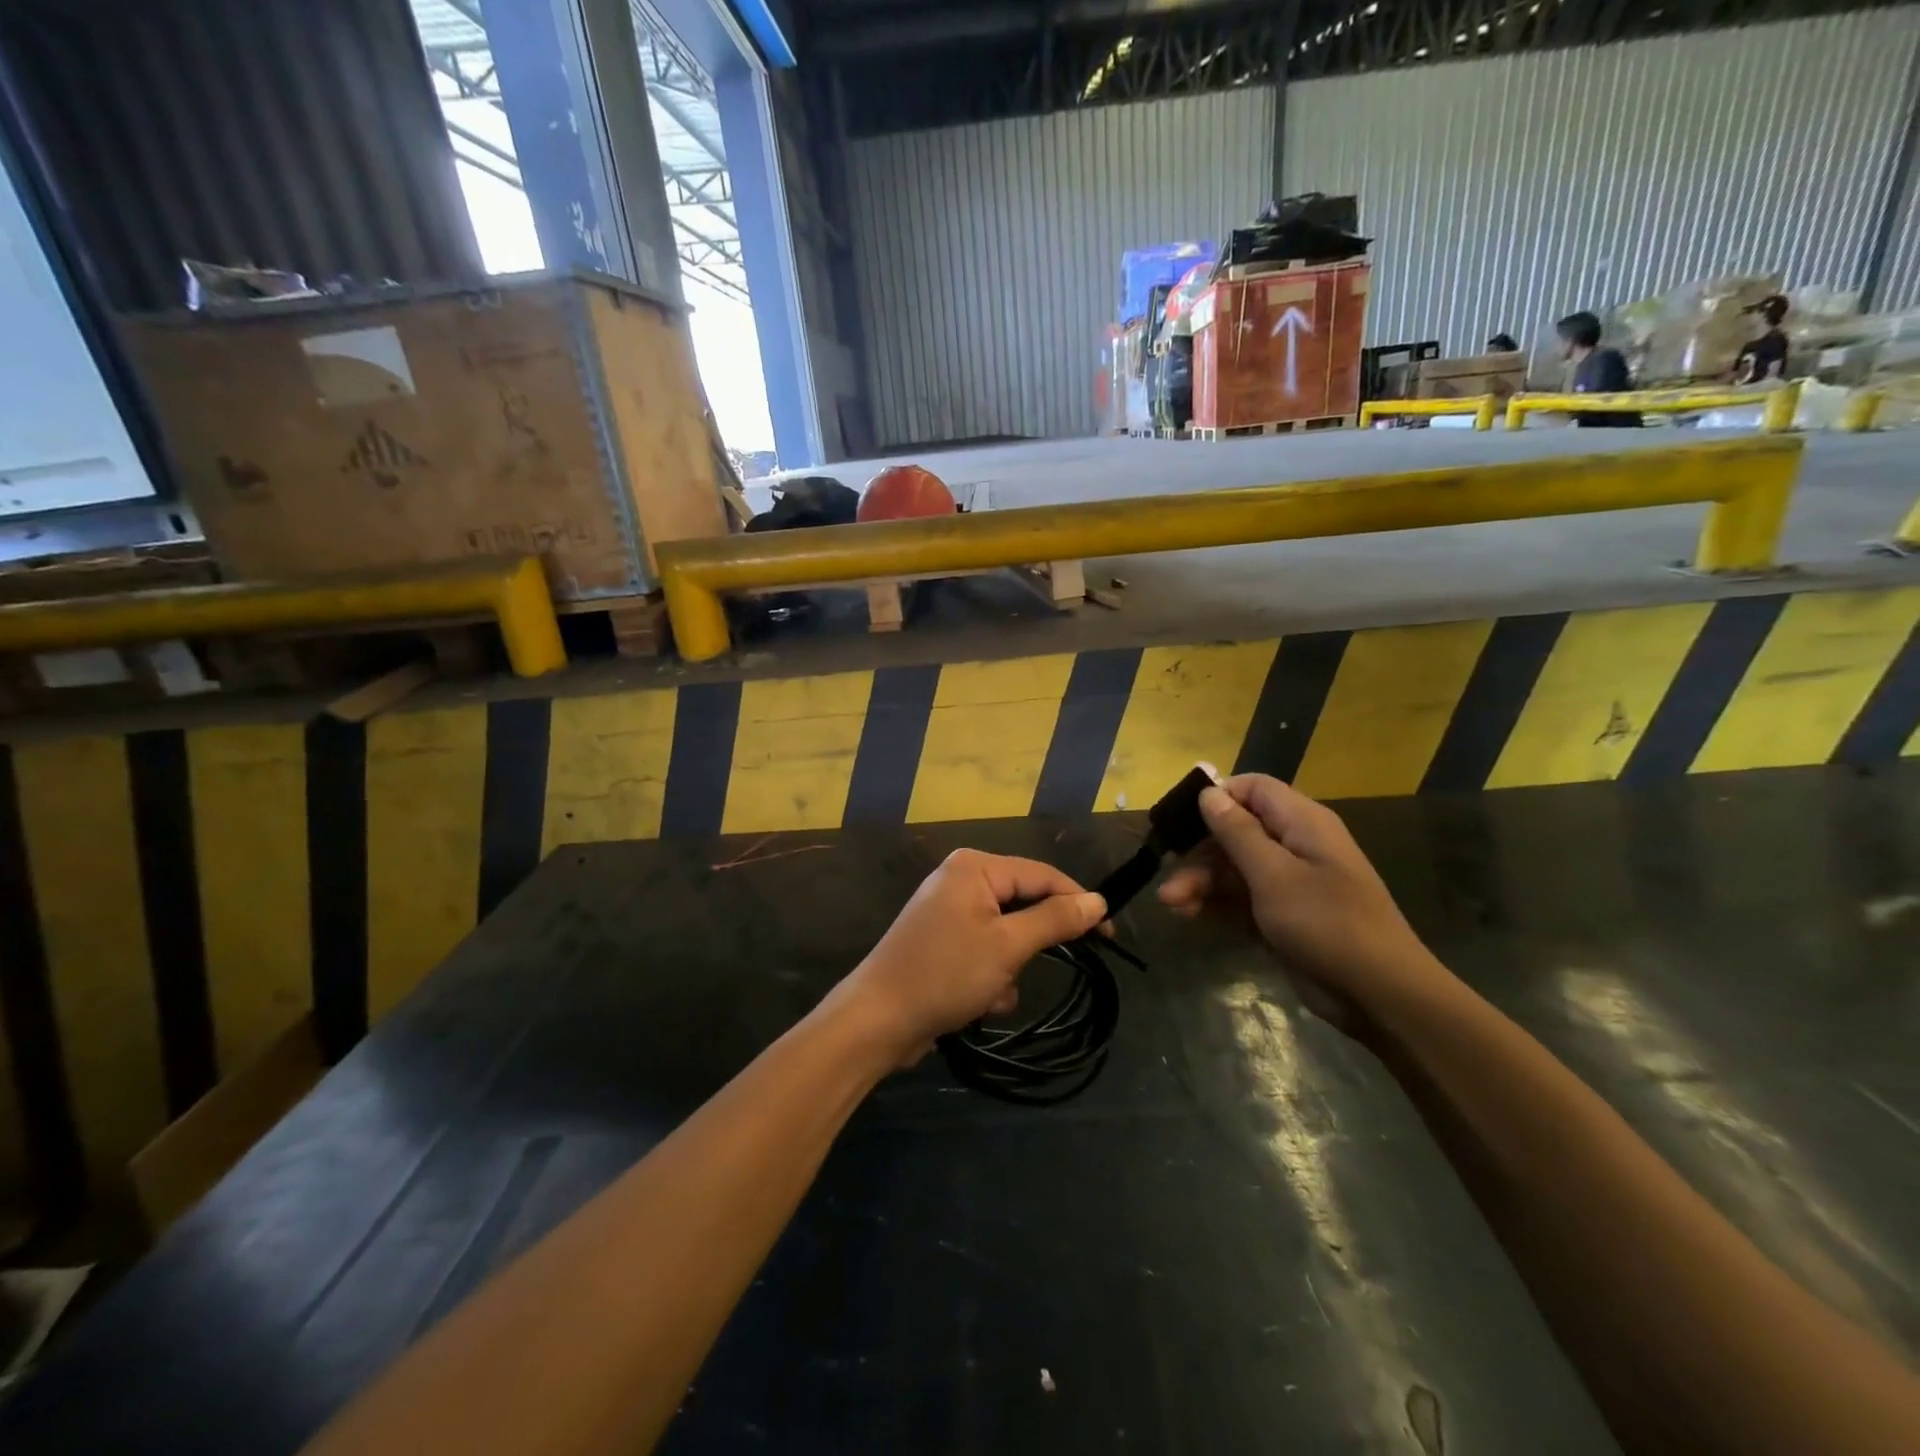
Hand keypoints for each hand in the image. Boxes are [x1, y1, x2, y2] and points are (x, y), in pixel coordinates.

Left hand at [834, 849, 1106, 1065]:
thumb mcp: (1008, 946)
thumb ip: (1055, 919)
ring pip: (1007, 935)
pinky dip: (990, 978)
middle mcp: (961, 880)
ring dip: (1009, 968)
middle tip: (1034, 968)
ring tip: (990, 990)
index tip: (1109, 934)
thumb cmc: (945, 973)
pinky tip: (977, 1003)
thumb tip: (1098, 901)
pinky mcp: (943, 944)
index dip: (1078, 902)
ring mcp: (949, 913)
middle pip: (1023, 904)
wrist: (878, 1019)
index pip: (1042, 874)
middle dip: (1030, 946)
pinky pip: (985, 953)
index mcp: (975, 867)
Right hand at [1157, 774, 1441, 1027]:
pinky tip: (1189, 915)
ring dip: (1200, 880)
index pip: (1252, 788)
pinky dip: (1215, 903)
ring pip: (1233, 866)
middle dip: (1199, 850)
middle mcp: (1295, 844)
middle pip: (1235, 830)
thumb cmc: (1327, 924)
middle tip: (1168, 871)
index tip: (1180, 819)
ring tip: (1171, 903)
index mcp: (1301, 822)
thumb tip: (1209, 793)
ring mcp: (1289, 881)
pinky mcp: (1282, 914)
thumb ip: (1238, 832)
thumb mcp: (1274, 875)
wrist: (1379, 995)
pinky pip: (1240, 897)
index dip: (1216, 797)